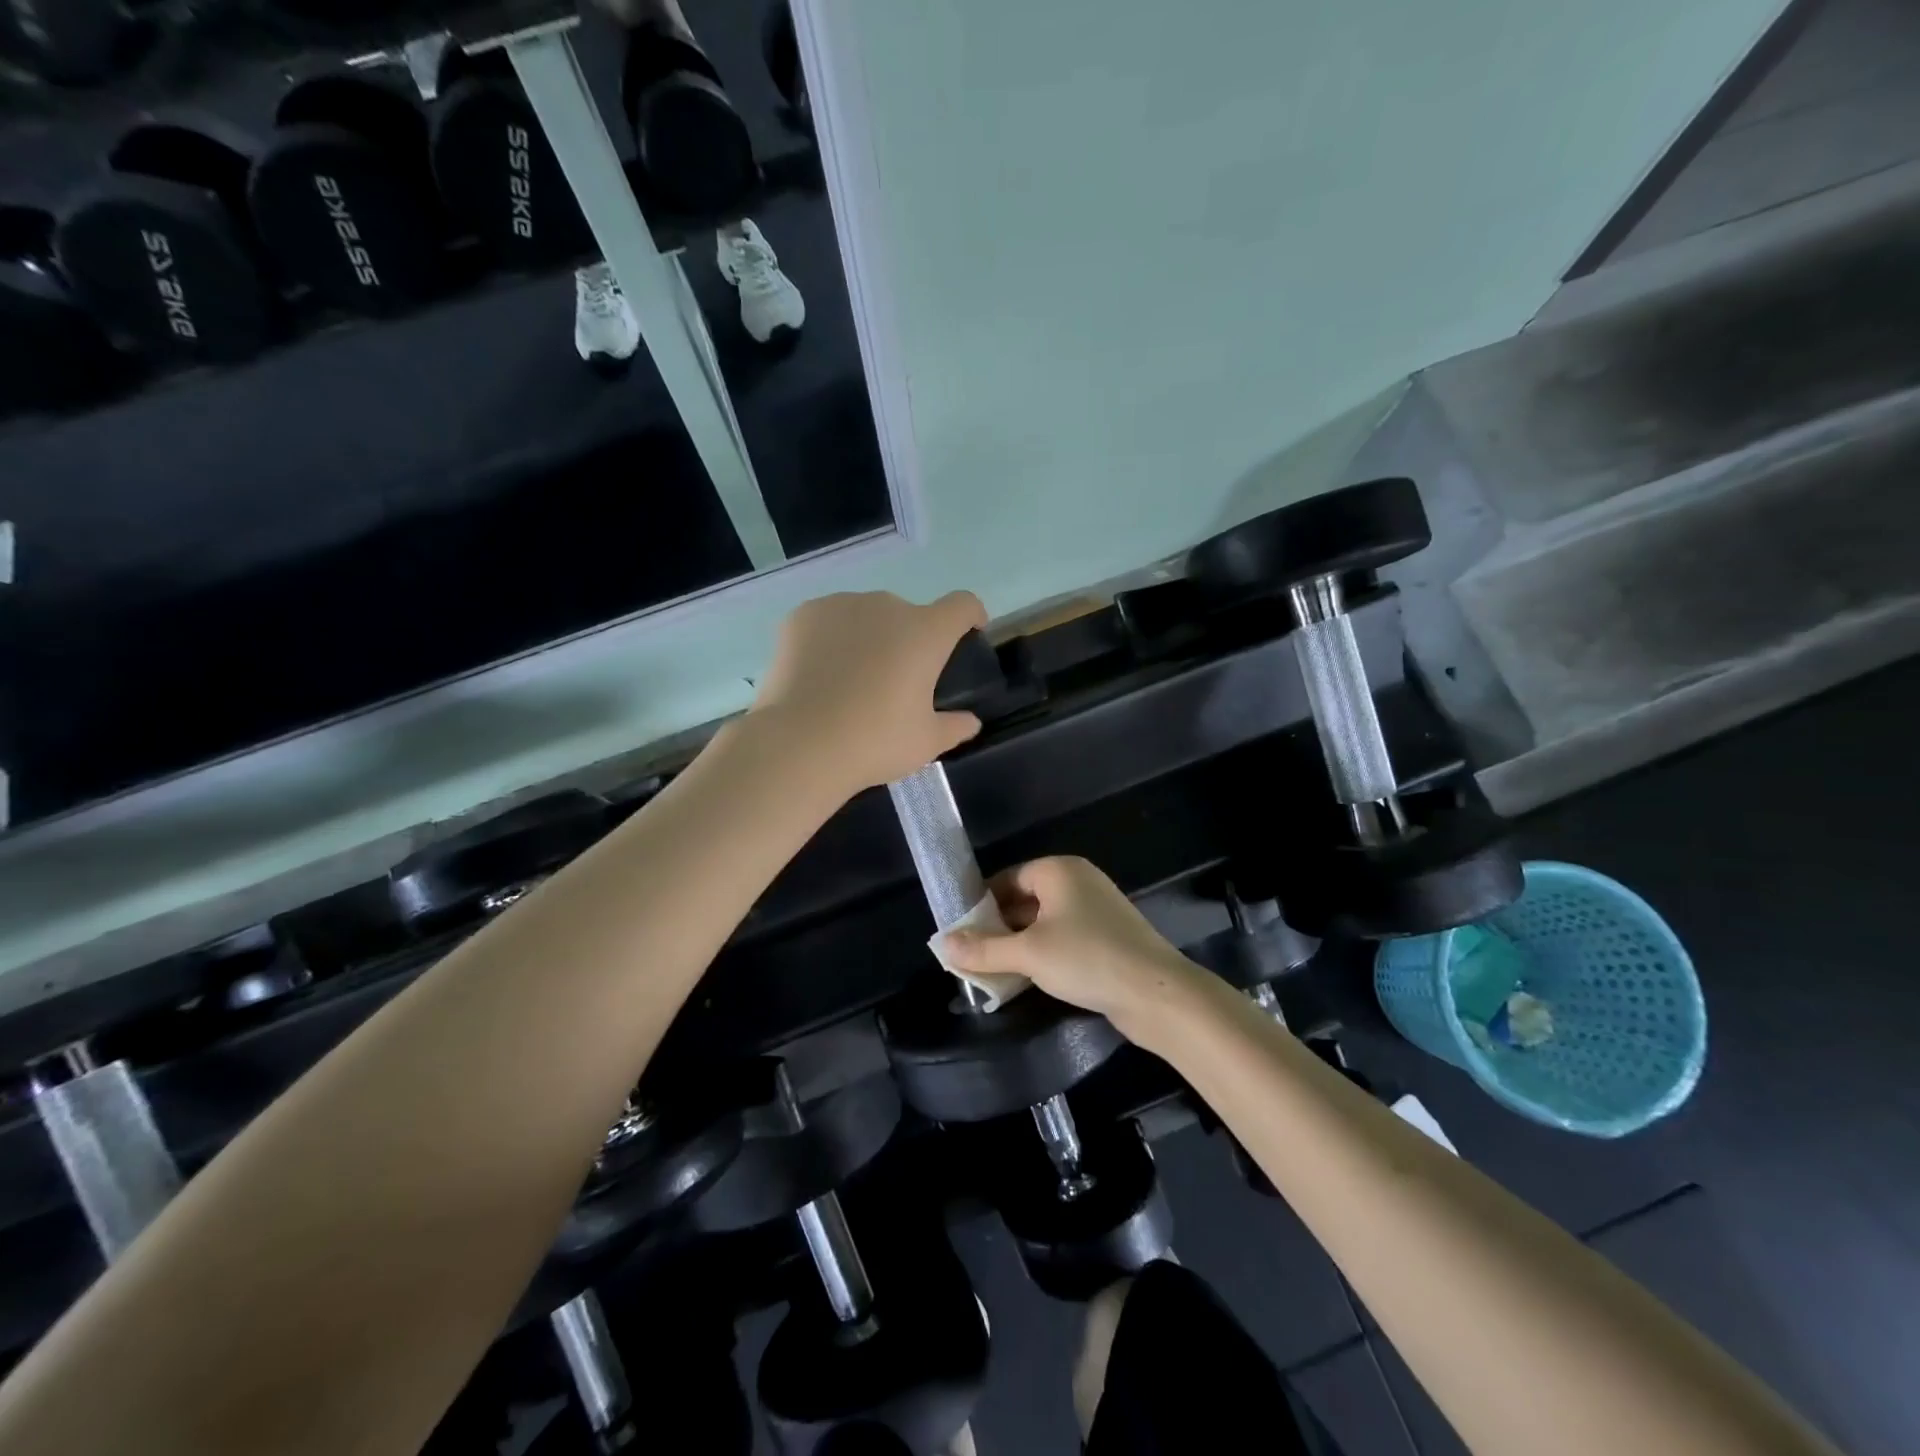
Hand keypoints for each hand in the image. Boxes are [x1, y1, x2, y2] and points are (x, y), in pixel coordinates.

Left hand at [752, 590, 987, 790]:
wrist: (799, 744)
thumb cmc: (874, 742)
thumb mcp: (926, 743)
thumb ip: (954, 727)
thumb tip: (969, 722)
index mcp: (925, 633)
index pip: (962, 604)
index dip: (970, 616)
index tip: (968, 633)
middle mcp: (886, 607)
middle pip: (909, 614)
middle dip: (909, 639)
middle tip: (896, 681)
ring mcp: (841, 605)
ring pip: (866, 615)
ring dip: (870, 636)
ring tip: (852, 679)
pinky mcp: (803, 615)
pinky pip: (829, 620)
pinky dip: (832, 639)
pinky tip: (820, 674)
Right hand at [939, 857, 1204, 1034]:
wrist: (1157, 993)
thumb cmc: (1087, 958)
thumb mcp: (1028, 954)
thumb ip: (983, 949)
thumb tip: (942, 944)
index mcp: (1059, 871)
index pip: (1008, 878)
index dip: (981, 902)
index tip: (959, 930)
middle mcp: (1078, 881)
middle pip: (1025, 899)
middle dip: (998, 927)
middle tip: (970, 955)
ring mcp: (1096, 909)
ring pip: (1043, 922)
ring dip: (1019, 944)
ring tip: (991, 971)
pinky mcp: (1107, 937)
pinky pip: (1063, 938)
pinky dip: (1043, 954)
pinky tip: (1027, 979)